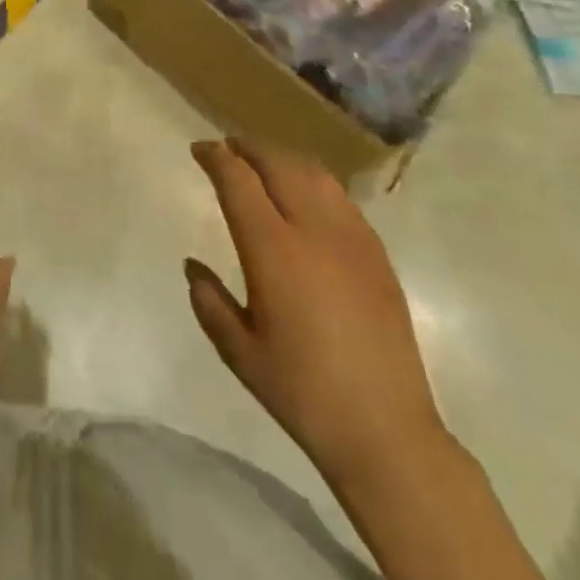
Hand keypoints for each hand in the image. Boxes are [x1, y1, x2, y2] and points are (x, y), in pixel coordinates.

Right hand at [186, 139, 446, 490]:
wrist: (386, 430)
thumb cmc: (302, 392)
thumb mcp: (239, 352)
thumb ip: (209, 301)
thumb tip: (193, 266)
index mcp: (273, 250)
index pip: (239, 181)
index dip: (216, 158)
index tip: (200, 150)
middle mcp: (313, 230)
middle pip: (278, 164)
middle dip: (248, 148)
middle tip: (227, 149)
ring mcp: (352, 238)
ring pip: (313, 173)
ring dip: (282, 158)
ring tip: (264, 163)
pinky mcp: (377, 254)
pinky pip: (340, 197)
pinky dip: (314, 181)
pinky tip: (306, 197)